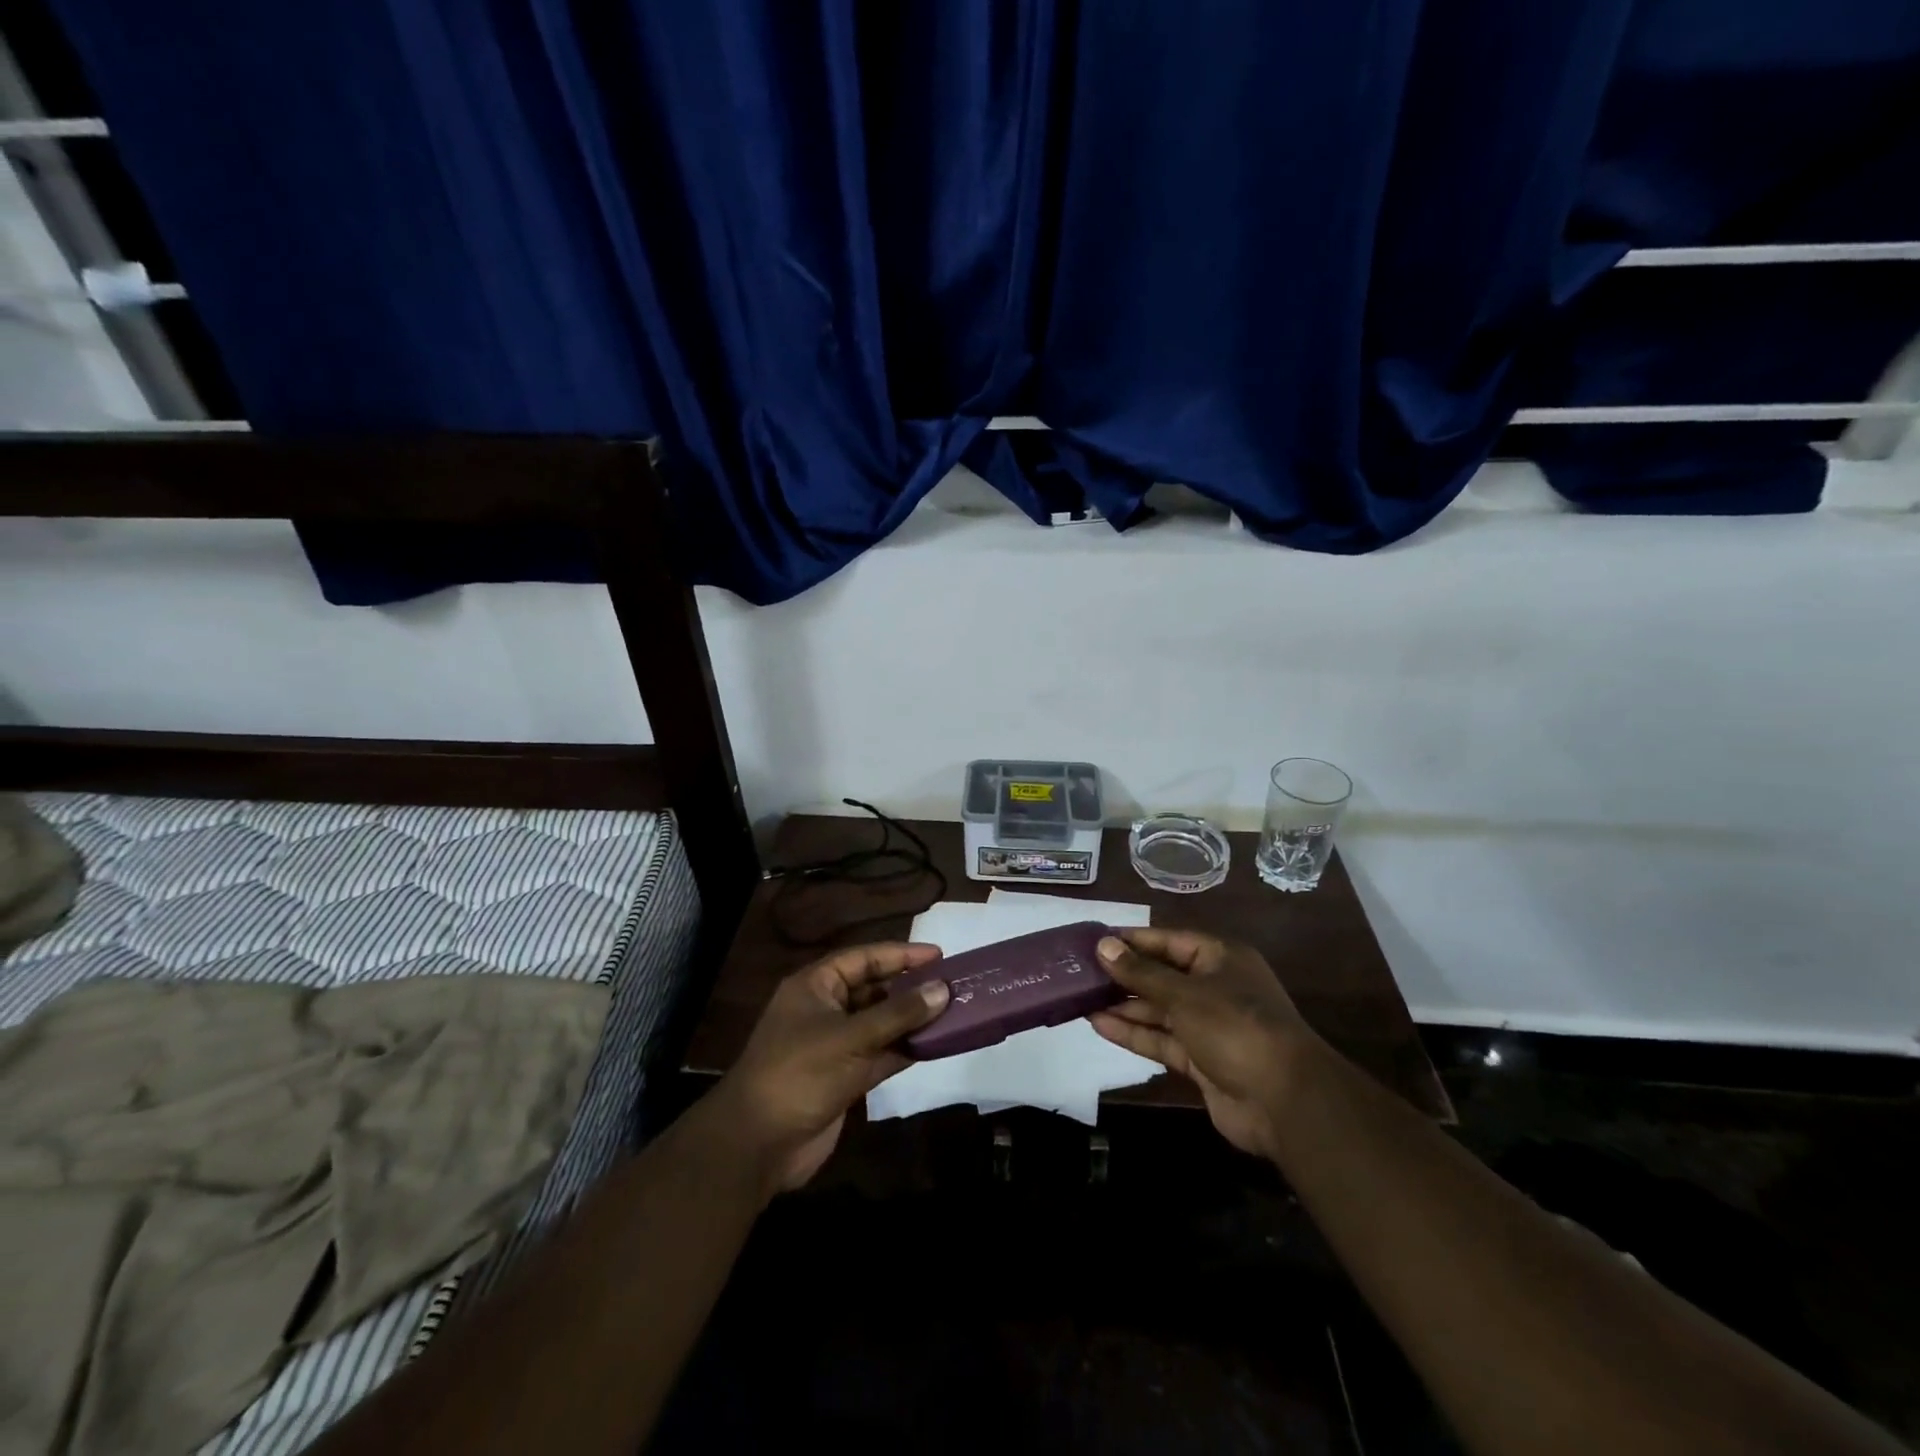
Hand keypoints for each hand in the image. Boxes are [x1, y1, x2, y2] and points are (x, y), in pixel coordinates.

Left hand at [711, 942, 949, 1192]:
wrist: (758, 1145)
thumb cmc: (799, 1073)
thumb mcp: (850, 1037)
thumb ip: (898, 1014)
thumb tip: (942, 990)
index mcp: (815, 986)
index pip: (863, 958)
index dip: (900, 954)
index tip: (939, 955)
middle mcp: (826, 1010)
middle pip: (874, 989)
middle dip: (910, 987)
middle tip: (952, 984)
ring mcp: (836, 1045)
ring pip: (881, 1024)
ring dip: (912, 1020)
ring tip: (953, 1012)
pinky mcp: (845, 1078)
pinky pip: (882, 1054)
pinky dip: (906, 1050)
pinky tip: (937, 1045)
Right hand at [1089, 928, 1316, 1159]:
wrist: (1284, 1102)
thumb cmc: (1235, 1027)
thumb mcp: (1184, 993)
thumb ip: (1140, 972)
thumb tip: (1102, 945)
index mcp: (1220, 958)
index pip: (1168, 940)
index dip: (1132, 940)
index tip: (1093, 940)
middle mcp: (1214, 987)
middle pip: (1161, 975)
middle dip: (1123, 975)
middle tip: (1080, 972)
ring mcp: (1208, 1025)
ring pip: (1158, 1009)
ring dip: (1123, 1005)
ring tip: (1080, 998)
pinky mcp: (1200, 1060)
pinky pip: (1161, 1039)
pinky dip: (1133, 1033)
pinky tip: (1099, 1024)